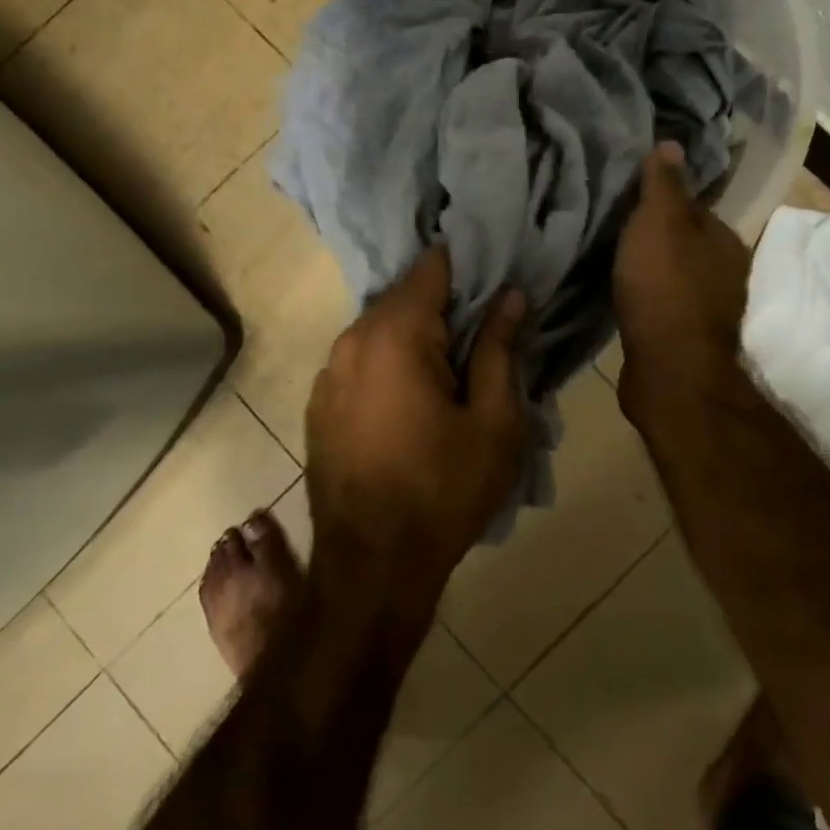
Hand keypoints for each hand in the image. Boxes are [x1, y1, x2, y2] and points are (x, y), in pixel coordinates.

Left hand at [304, 246, 528, 609]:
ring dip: (412, 336)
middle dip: (441, 304)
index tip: (493, 275)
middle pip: (402, 298)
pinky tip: (408, 396)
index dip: (464, 265)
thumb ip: (499, 350)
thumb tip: (510, 296)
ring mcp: (328, 371)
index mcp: (395, 335)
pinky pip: (359, 360)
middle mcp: (352, 340)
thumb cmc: (443, 491)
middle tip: (481, 328)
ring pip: (378, 329)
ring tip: (449, 364)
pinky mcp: (318, 402)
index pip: (431, 269)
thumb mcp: (493, 423)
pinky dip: (385, 362)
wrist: (370, 564)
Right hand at [612, 141, 758, 435]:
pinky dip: (645, 293)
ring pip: (673, 272)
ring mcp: (706, 308)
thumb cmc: (665, 287)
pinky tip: (621, 292)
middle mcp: (724, 271)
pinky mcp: (683, 336)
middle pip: (685, 240)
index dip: (662, 197)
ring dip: (649, 264)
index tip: (627, 193)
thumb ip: (663, 184)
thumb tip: (671, 141)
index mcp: (724, 240)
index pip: (693, 205)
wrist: (670, 370)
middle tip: (613, 222)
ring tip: (611, 255)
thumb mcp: (659, 223)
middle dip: (654, 232)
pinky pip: (661, 301)